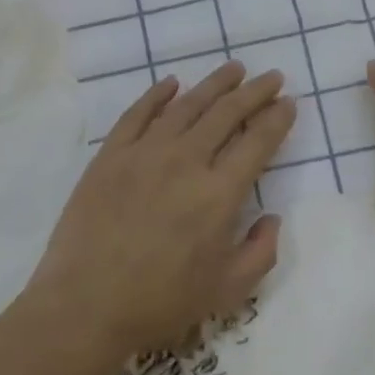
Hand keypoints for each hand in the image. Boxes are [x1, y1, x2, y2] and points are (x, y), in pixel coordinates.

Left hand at [25, 63, 296, 363]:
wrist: (85, 305)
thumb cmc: (160, 302)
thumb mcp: (227, 291)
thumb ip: (261, 252)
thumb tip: (272, 217)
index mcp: (219, 193)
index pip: (257, 142)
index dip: (277, 119)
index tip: (289, 102)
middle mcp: (186, 161)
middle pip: (227, 113)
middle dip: (255, 91)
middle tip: (271, 76)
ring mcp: (145, 153)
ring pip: (187, 105)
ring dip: (214, 84)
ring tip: (233, 69)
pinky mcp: (111, 154)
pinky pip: (138, 113)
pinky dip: (157, 94)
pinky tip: (171, 83)